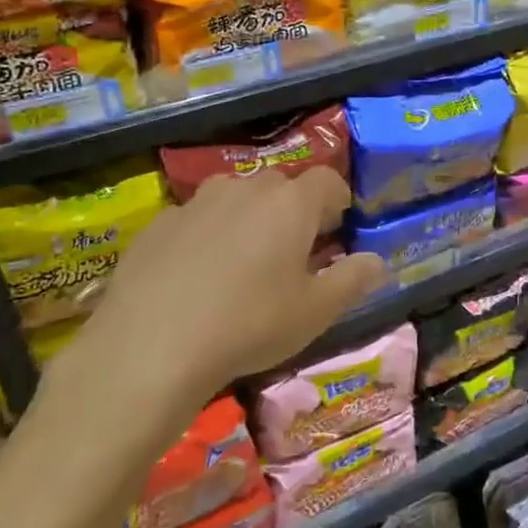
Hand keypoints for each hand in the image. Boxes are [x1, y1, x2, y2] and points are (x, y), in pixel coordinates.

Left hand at [39, 168, 384, 431]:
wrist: (151, 346)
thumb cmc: (250, 324)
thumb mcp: (316, 312)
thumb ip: (353, 280)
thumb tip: (377, 261)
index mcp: (291, 203)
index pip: (327, 181)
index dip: (338, 201)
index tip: (338, 229)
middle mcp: (245, 189)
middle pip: (280, 187)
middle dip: (293, 211)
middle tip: (293, 253)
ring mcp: (197, 203)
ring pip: (235, 198)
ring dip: (248, 219)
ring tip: (244, 263)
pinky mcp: (158, 224)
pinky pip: (196, 220)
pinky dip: (206, 237)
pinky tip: (196, 279)